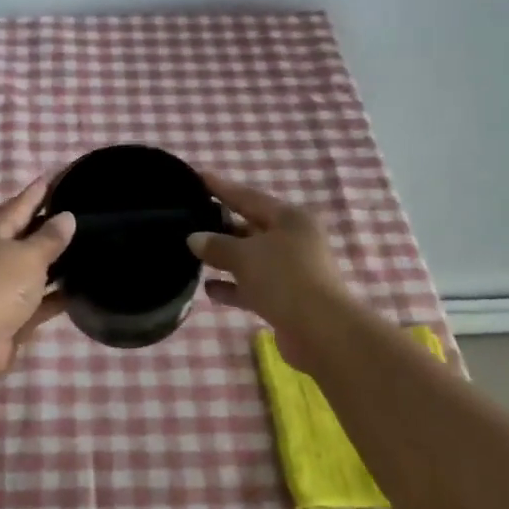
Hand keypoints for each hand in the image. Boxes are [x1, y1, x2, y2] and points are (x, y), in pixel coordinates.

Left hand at [0, 175, 76, 379]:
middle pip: (26, 235)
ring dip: (56, 260)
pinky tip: (81, 288)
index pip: (20, 204)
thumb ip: (49, 238)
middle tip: (81, 209)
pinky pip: (40, 299)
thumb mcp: (27, 256)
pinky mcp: (13, 315)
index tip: (58, 174)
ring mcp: (3, 288)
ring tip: (88, 246)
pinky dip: (57, 294)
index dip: (38, 190)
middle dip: (49, 223)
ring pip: (35, 268)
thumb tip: (67, 217)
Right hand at [188, 173, 352, 372]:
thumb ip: (217, 245)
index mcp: (289, 219)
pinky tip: (208, 288)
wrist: (320, 331)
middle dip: (220, 225)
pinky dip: (232, 286)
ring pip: (250, 258)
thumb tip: (194, 238)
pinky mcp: (285, 298)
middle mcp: (292, 240)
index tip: (197, 176)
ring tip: (191, 254)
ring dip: (224, 258)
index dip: (221, 187)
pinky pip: (252, 286)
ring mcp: (290, 270)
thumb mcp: (245, 256)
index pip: (248, 196)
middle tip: (187, 218)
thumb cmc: (284, 279)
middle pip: (250, 227)